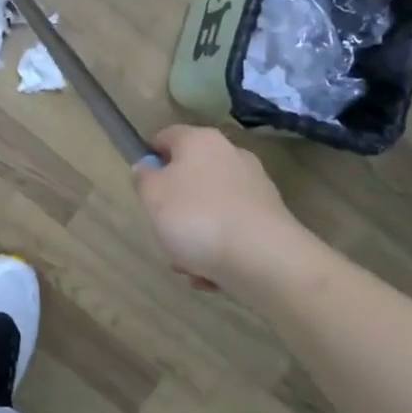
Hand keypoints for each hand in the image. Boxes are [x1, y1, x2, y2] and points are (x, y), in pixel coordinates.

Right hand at [133, 126, 301, 291]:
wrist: (264, 259)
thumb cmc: (197, 217)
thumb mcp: (152, 195)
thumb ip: (143, 178)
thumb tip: (148, 168)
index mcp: (201, 140)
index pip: (166, 137)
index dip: (149, 158)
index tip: (142, 187)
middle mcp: (231, 155)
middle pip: (190, 177)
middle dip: (174, 208)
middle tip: (164, 232)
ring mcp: (255, 188)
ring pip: (210, 209)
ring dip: (195, 236)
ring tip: (188, 265)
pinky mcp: (270, 220)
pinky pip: (232, 231)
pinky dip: (219, 250)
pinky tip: (212, 275)